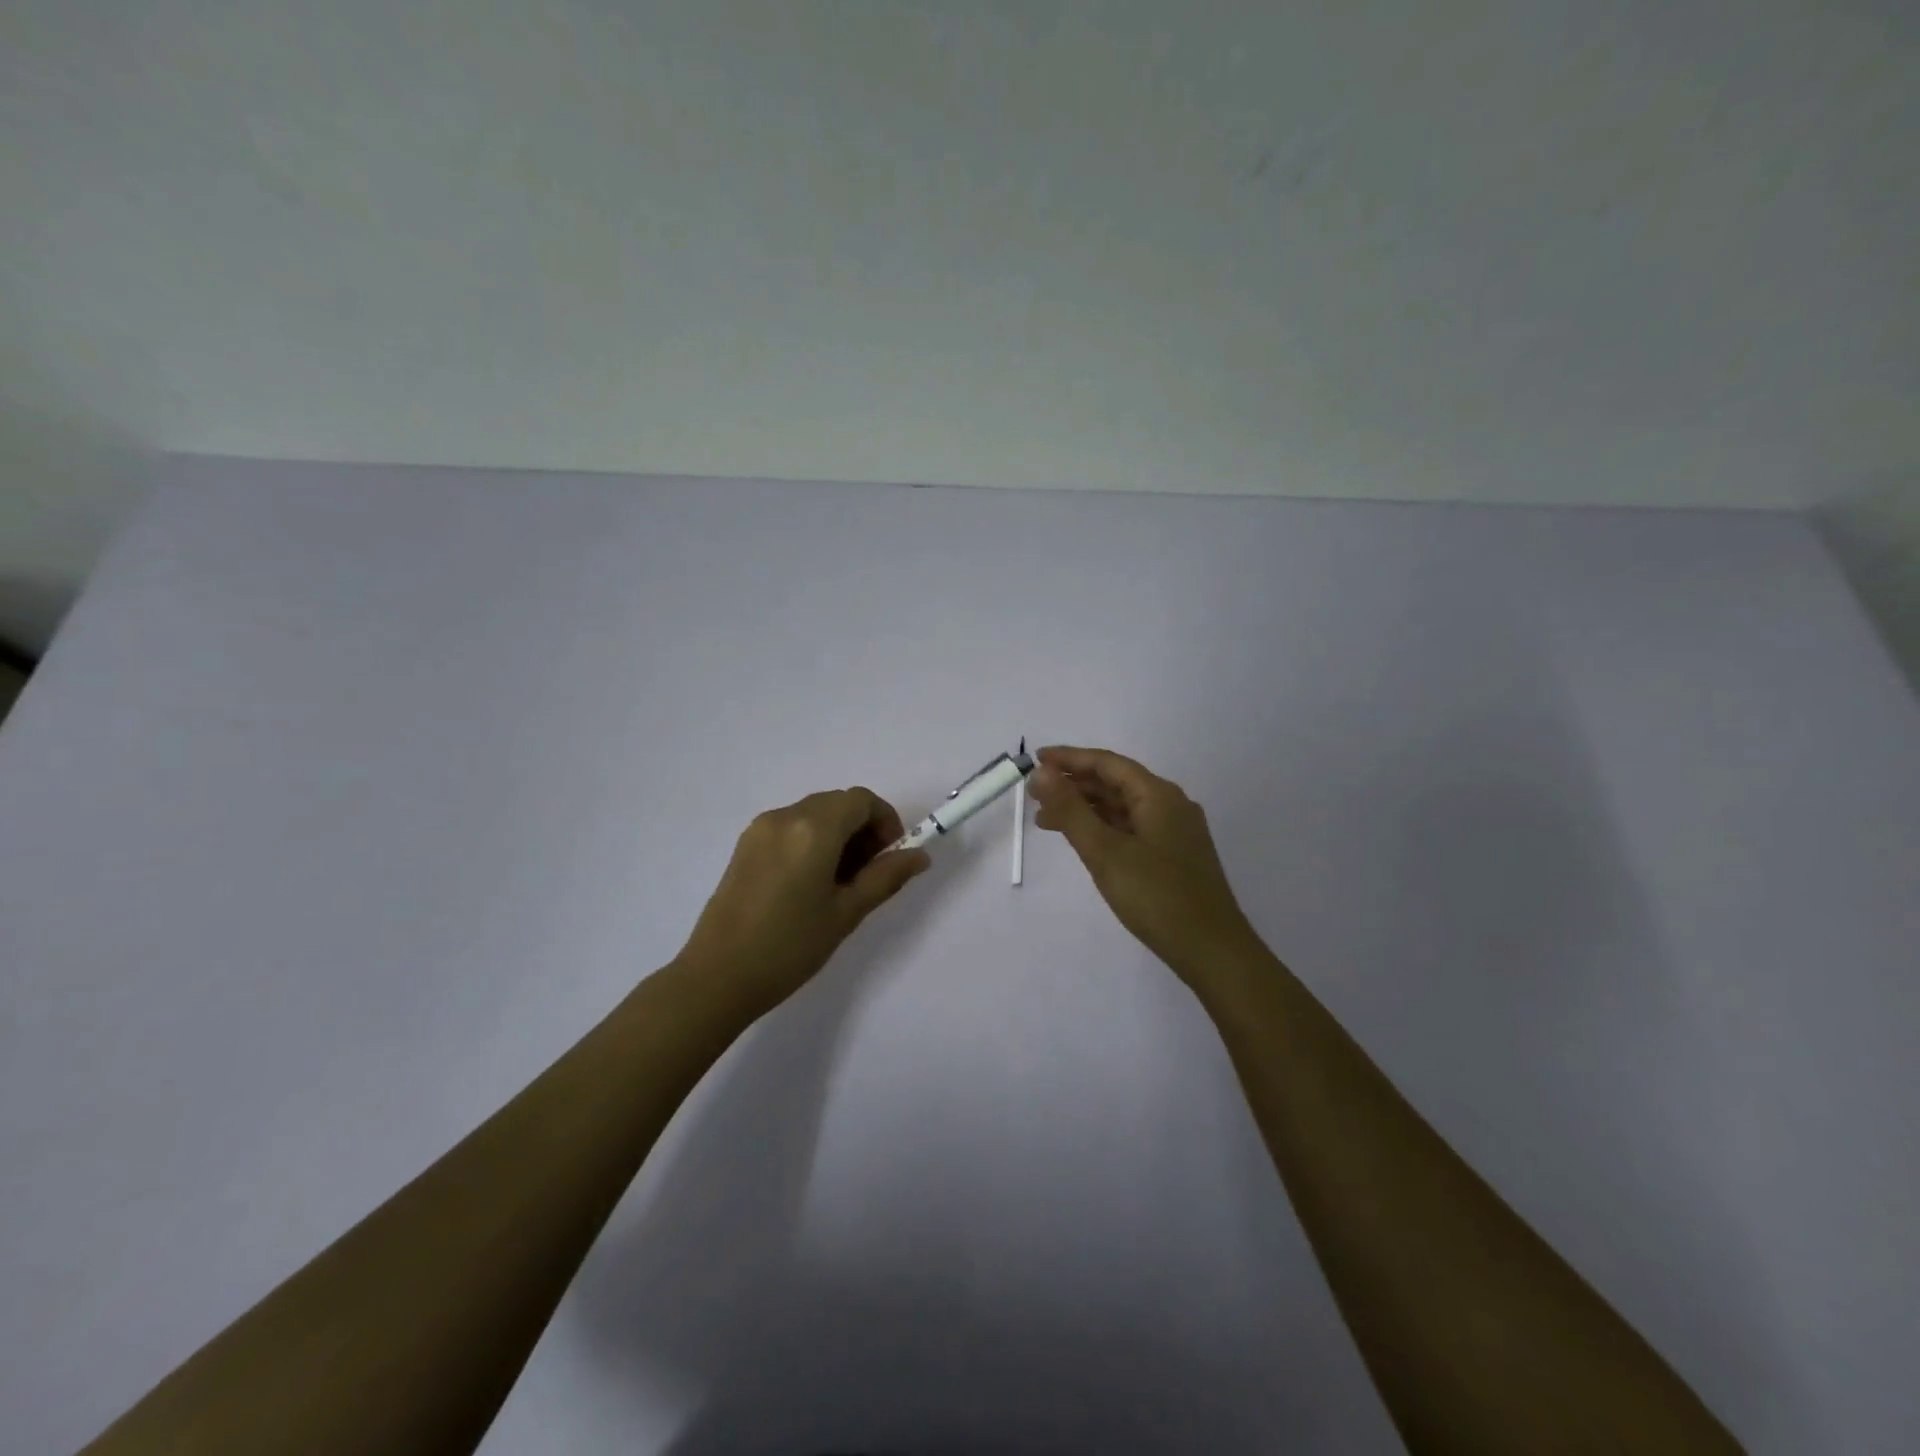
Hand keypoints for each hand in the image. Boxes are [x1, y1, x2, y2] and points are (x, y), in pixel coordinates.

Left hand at [673, 787, 930, 1016]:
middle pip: (837, 803)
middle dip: (862, 828)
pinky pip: (790, 827)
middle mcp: (785, 816)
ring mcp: (760, 829)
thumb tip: (920, 856)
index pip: (861, 800)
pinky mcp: (745, 846)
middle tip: (869, 873)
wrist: (717, 976)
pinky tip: (810, 883)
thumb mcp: (846, 913)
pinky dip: (812, 841)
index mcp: (814, 828)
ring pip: (813, 814)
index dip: (885, 821)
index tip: (891, 856)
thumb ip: (886, 877)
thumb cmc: (790, 946)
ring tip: (840, 883)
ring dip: (837, 834)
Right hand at [1028, 746, 1259, 981]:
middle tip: (1034, 794)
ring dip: (1085, 809)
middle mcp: (1169, 805)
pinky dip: (1102, 829)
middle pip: (1115, 783)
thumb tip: (1042, 773)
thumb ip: (1071, 810)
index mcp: (1158, 795)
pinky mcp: (1173, 856)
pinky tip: (1082, 841)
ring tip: (1046, 820)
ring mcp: (1174, 832)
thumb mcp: (1105, 852)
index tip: (1035, 760)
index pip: (1107, 763)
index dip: (1069, 758)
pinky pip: (1130, 829)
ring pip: (1121, 808)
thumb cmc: (1156, 896)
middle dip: (1073, 785)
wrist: (1212, 951)